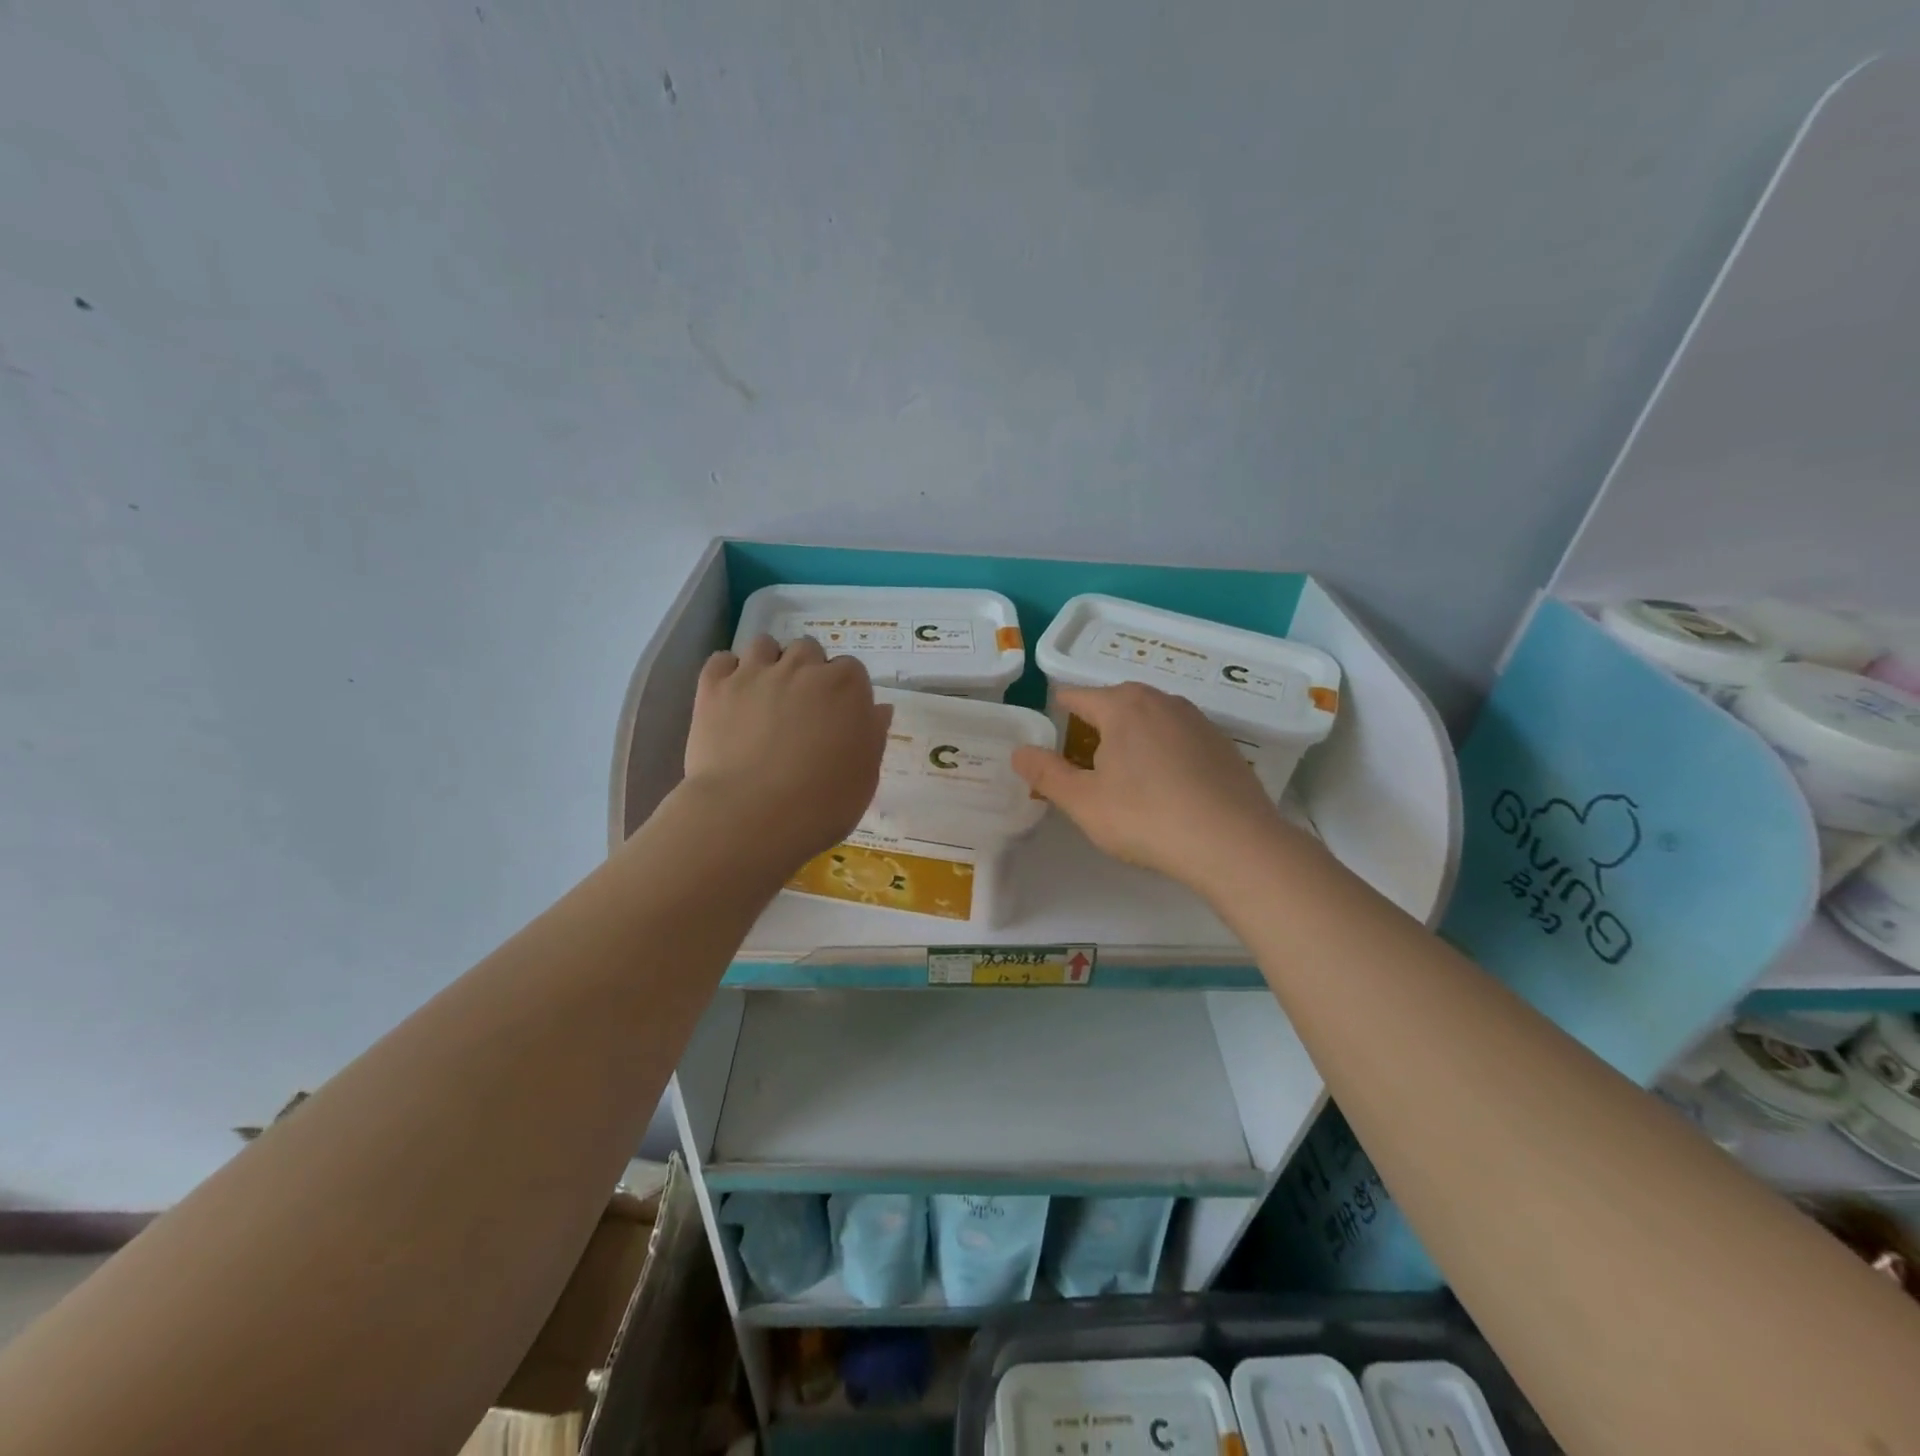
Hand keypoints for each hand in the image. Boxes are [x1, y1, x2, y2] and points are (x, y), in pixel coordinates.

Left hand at [683, 635, 892, 867]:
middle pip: (808, 650)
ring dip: (769, 663)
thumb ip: (873, 736)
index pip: (852, 670)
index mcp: (846, 687)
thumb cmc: (822, 804)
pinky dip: (728, 672)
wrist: (750, 816)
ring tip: (765, 695)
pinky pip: (722, 660)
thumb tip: (878, 710)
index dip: (845, 692)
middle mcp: (802, 668)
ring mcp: (755, 673)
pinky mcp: (714, 687)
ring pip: (764, 645)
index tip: (839, 716)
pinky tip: (732, 696)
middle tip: (802, 707)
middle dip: (808, 671)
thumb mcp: (865, 777)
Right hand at [1012, 683, 1287, 891]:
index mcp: (1122, 705)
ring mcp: (1197, 720)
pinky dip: (1164, 752)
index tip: (1052, 735)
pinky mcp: (1222, 744)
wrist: (1233, 843)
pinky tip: (1167, 786)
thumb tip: (1018, 752)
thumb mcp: (1083, 801)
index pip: (1078, 696)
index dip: (1059, 712)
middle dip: (1096, 725)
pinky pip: (1179, 738)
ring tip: (1125, 774)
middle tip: (1085, 762)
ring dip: (1132, 737)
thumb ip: (1046, 773)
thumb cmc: (1146, 818)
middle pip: (1116, 703)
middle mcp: (1161, 700)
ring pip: (1150, 719)